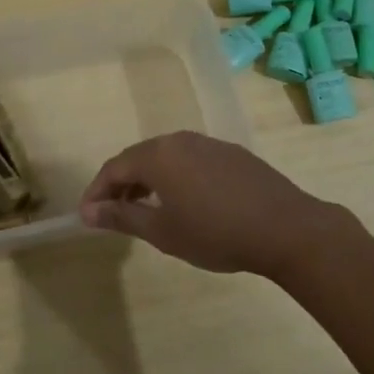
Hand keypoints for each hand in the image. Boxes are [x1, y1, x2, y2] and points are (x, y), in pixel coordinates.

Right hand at [78, 131, 354, 278]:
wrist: (286, 228)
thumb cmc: (216, 233)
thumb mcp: (162, 231)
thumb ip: (122, 217)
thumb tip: (87, 211)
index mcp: (158, 155)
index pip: (114, 167)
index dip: (97, 192)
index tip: (87, 216)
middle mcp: (181, 140)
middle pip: (139, 158)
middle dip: (121, 185)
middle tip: (112, 215)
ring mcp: (209, 144)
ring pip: (166, 158)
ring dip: (149, 181)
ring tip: (145, 211)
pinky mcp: (232, 154)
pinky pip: (190, 161)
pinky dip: (175, 178)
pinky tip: (184, 203)